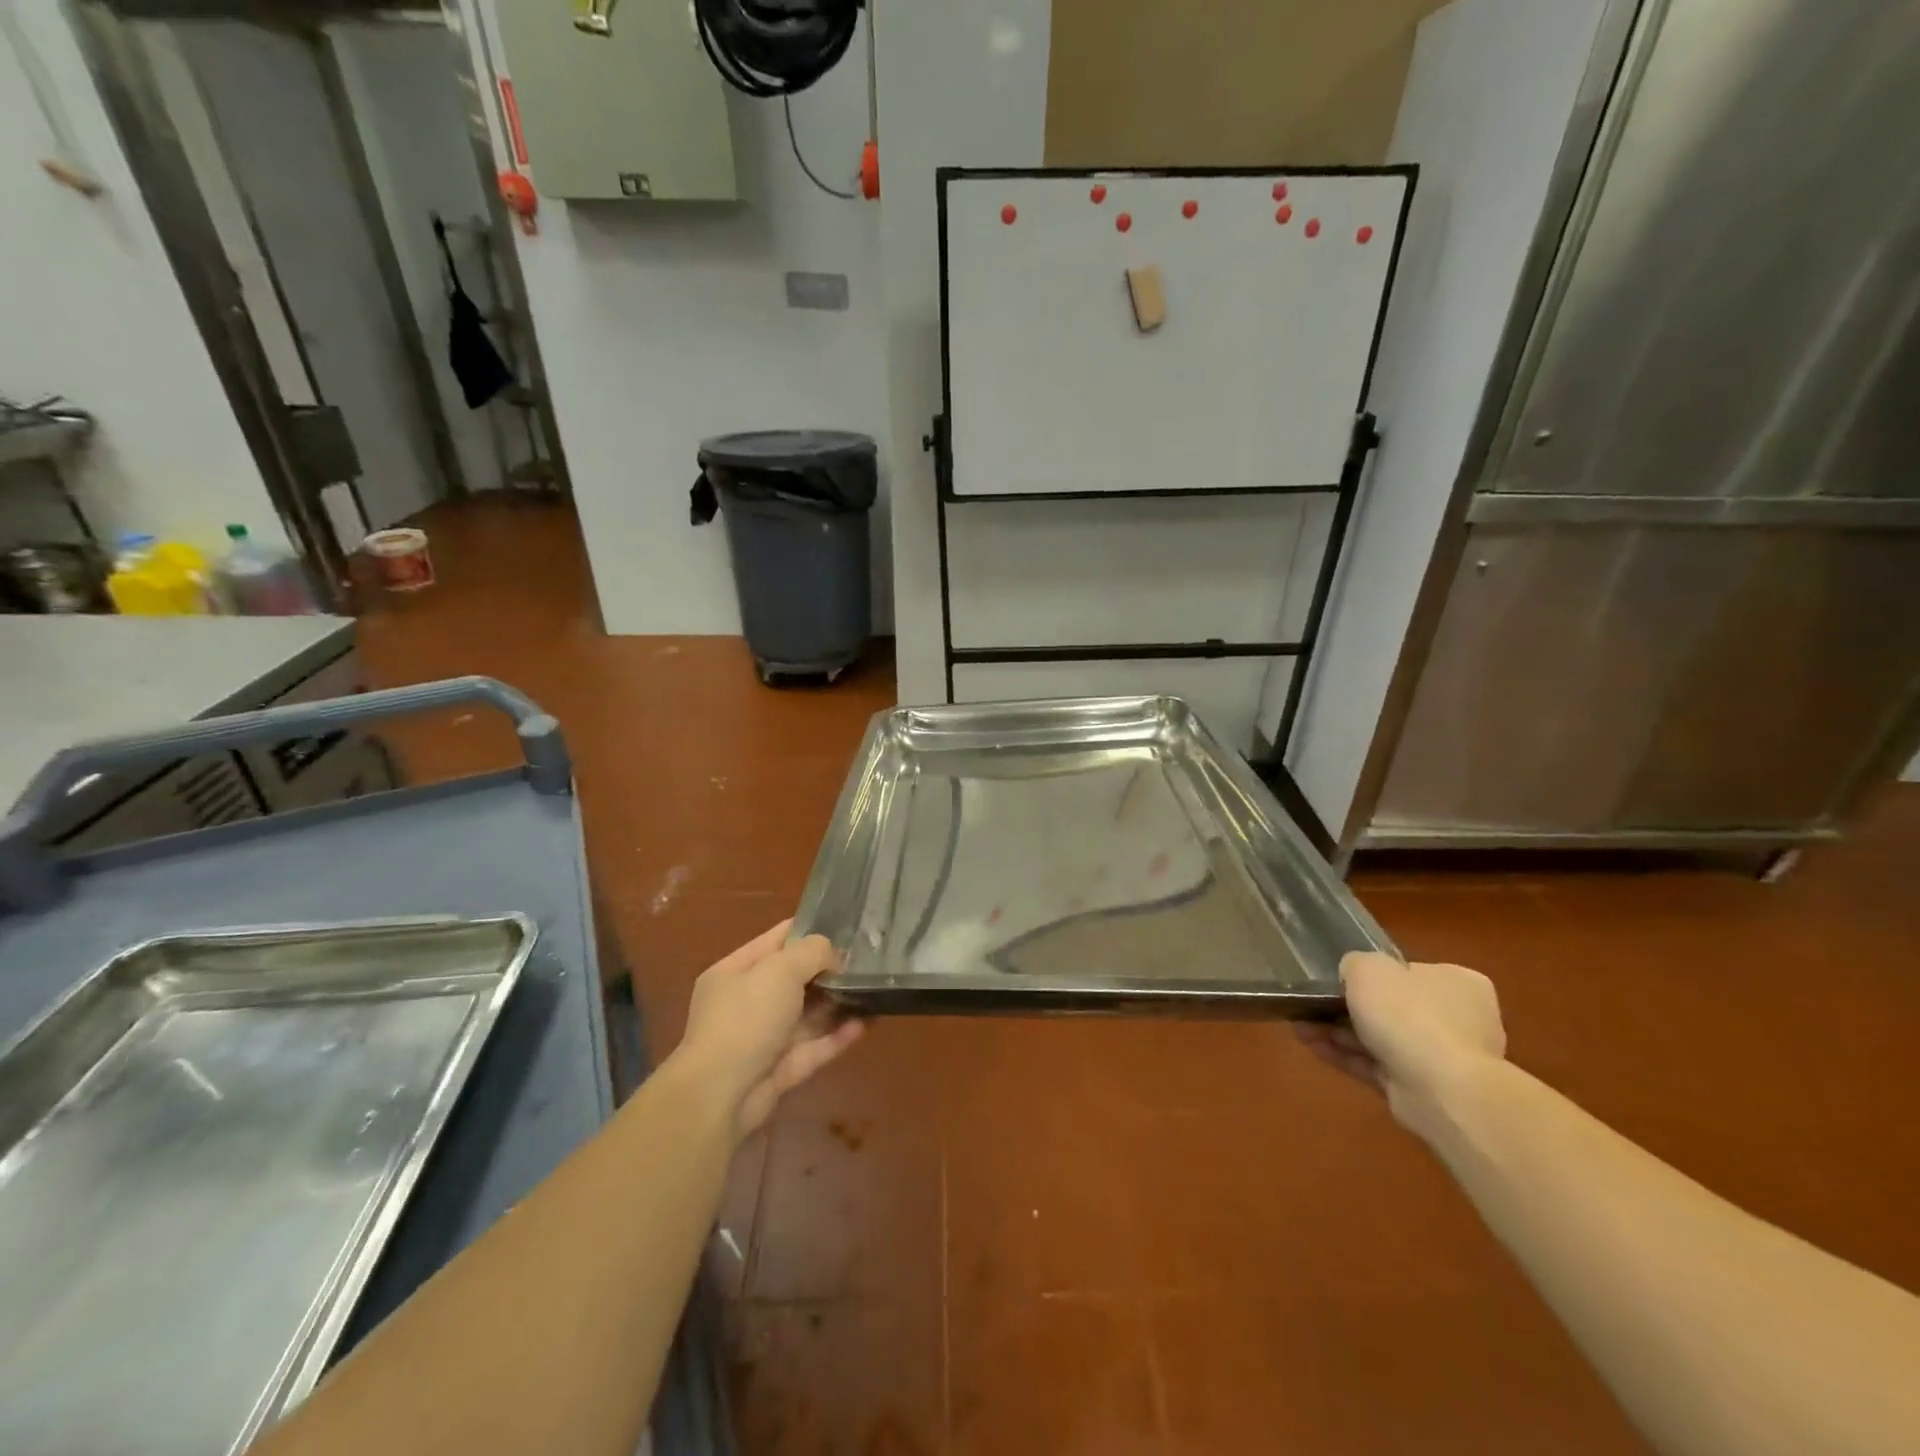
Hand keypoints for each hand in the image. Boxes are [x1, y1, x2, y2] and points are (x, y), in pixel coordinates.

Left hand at [673, 921, 864, 1138]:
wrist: (720, 1096)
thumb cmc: (746, 1018)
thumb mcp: (780, 970)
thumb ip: (812, 952)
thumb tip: (834, 958)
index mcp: (735, 971)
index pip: (778, 940)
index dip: (811, 931)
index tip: (849, 927)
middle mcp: (747, 1002)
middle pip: (795, 978)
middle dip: (829, 970)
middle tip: (867, 960)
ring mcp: (764, 1038)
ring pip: (807, 1015)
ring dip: (837, 1003)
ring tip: (873, 990)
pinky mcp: (781, 1069)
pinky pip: (814, 1047)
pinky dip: (837, 1036)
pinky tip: (865, 1024)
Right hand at [1296, 952, 1505, 1130]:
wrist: (1442, 1091)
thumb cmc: (1409, 1015)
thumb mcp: (1368, 967)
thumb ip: (1355, 964)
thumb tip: (1353, 976)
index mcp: (1458, 983)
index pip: (1410, 973)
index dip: (1373, 976)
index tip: (1340, 980)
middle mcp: (1458, 1019)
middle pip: (1392, 1008)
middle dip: (1346, 1008)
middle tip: (1311, 1005)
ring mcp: (1443, 1059)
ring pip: (1380, 1039)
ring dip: (1338, 1032)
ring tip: (1299, 1027)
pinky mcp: (1423, 1089)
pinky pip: (1377, 1066)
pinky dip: (1345, 1056)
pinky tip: (1311, 1046)